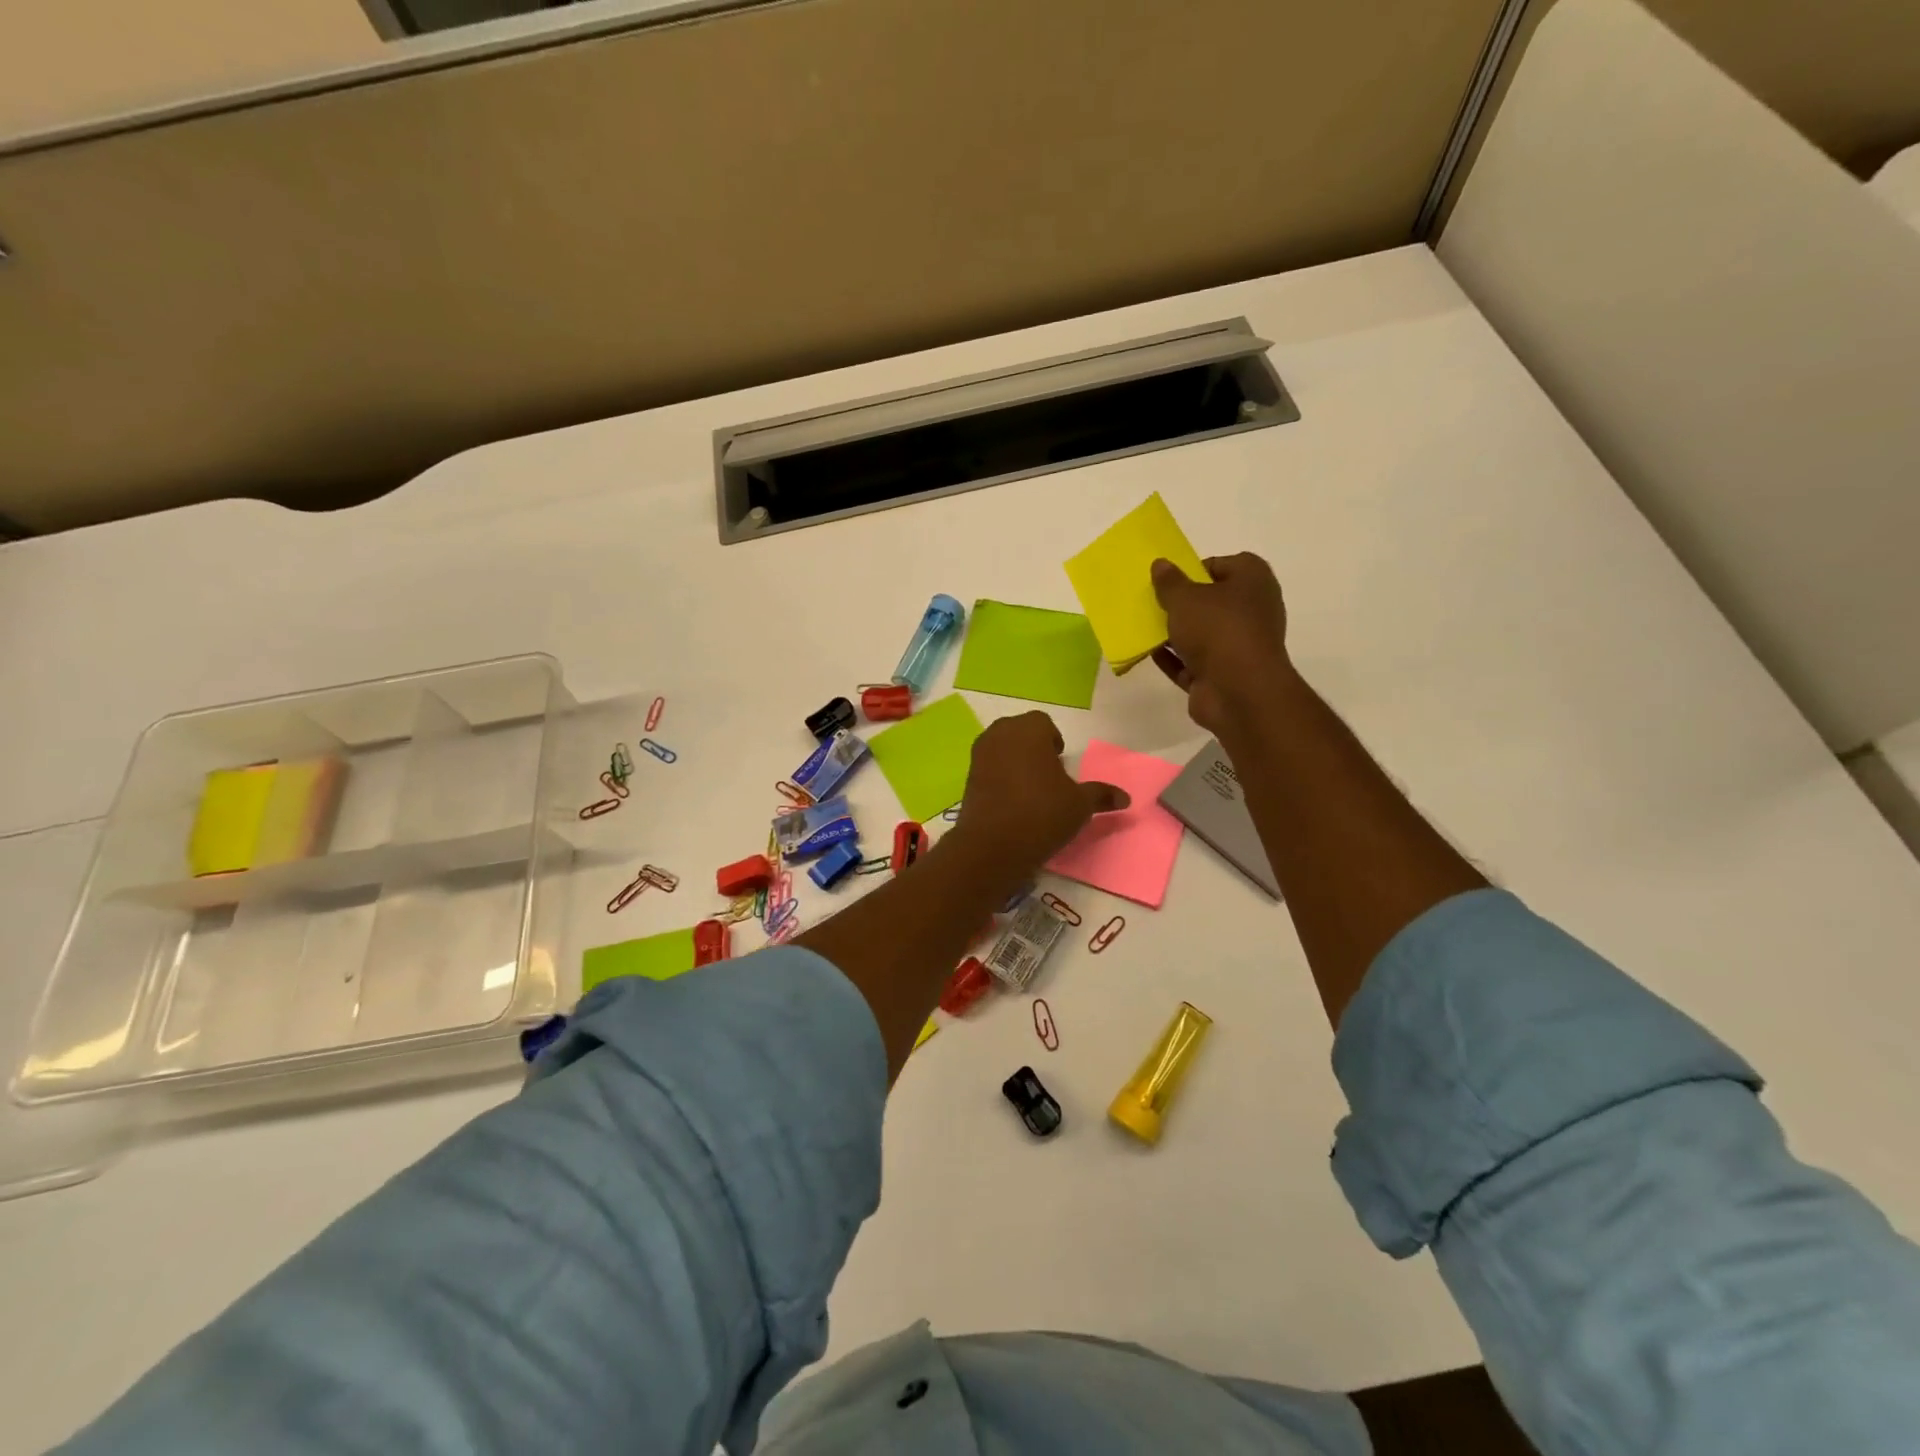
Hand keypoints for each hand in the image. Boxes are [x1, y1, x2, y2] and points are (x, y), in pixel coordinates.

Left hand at [954, 711, 1128, 866]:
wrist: (992, 845)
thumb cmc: (1042, 814)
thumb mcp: (1079, 805)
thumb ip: (1101, 795)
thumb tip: (1125, 798)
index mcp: (1029, 730)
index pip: (1043, 723)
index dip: (1053, 740)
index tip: (1061, 763)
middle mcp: (1000, 734)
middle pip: (1019, 731)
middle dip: (1033, 746)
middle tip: (1047, 774)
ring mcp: (979, 754)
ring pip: (1001, 747)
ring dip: (1015, 760)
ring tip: (1030, 788)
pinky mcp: (967, 776)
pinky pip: (988, 766)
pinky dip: (999, 775)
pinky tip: (1011, 800)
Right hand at [1151, 552, 1295, 736]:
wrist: (1239, 691)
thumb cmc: (1218, 630)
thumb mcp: (1185, 598)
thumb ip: (1169, 582)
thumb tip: (1161, 564)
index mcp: (1253, 581)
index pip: (1224, 565)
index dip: (1196, 569)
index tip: (1171, 580)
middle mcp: (1252, 611)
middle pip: (1212, 602)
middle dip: (1183, 604)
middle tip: (1154, 602)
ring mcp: (1240, 646)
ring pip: (1203, 634)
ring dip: (1177, 633)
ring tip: (1145, 627)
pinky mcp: (1225, 675)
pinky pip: (1194, 662)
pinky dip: (1175, 659)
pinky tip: (1150, 653)